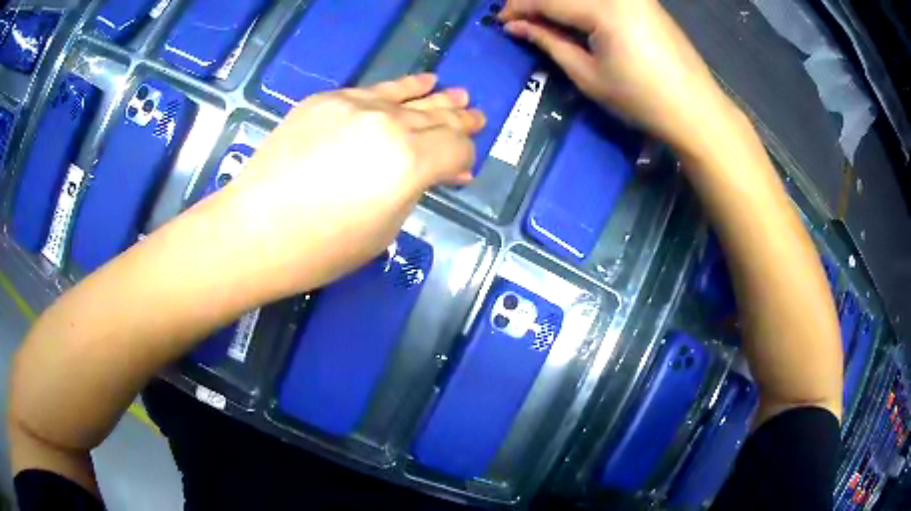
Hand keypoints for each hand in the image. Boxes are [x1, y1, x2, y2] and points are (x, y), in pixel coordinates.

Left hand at [201, 74, 484, 299]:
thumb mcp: (384, 229)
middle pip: (437, 118)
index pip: (456, 148)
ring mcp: (355, 105)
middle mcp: (388, 124)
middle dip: (461, 121)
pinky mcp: (327, 100)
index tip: (463, 169)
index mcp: (409, 162)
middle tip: (478, 116)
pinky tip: (422, 81)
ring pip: (410, 98)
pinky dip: (402, 87)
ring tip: (458, 95)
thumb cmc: (322, 249)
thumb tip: (435, 172)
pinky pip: (375, 90)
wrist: (253, 231)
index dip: (465, 158)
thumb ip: (414, 189)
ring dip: (438, 98)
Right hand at [500, 0, 738, 151]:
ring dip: (559, 3)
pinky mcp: (644, 1)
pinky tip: (573, 18)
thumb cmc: (642, 99)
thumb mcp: (588, 75)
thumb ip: (549, 42)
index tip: (500, 21)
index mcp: (604, 8)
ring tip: (545, 22)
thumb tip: (515, 26)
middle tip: (519, 20)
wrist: (696, 109)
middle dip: (536, 2)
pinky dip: (581, 4)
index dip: (518, 8)